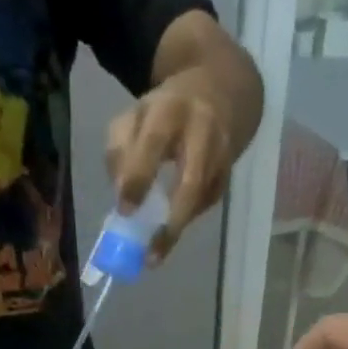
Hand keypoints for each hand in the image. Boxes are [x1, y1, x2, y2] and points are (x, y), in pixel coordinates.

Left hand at [105, 68, 236, 262]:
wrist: (219, 93)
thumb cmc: (165, 111)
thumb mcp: (135, 116)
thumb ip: (120, 149)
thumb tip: (120, 195)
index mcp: (171, 109)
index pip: (154, 143)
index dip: (139, 177)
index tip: (125, 210)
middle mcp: (203, 131)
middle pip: (191, 182)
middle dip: (171, 221)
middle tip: (150, 253)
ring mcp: (220, 156)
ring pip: (200, 200)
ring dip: (176, 229)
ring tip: (155, 255)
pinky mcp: (227, 177)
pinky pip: (203, 205)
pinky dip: (184, 220)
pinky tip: (169, 229)